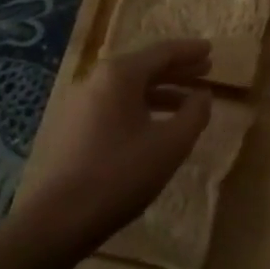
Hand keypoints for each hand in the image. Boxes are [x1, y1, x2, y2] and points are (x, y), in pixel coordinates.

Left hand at [10, 39, 212, 258]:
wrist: (58, 219)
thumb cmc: (121, 174)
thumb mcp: (171, 144)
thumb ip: (194, 114)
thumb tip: (203, 95)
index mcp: (120, 74)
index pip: (162, 52)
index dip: (190, 51)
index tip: (211, 49)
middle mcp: (97, 80)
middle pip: (145, 66)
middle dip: (177, 69)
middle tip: (205, 70)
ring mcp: (81, 103)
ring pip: (129, 87)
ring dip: (161, 90)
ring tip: (188, 101)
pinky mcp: (74, 127)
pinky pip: (116, 104)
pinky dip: (142, 106)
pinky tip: (156, 124)